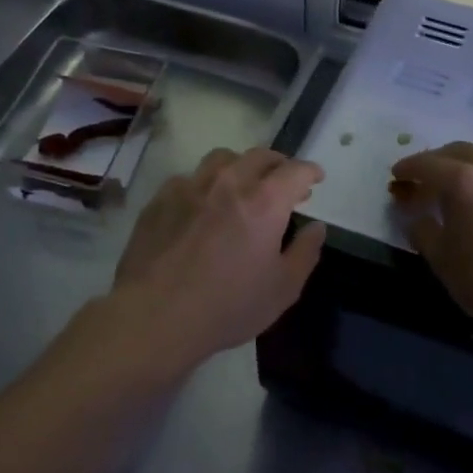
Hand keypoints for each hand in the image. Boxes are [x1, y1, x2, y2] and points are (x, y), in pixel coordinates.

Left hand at [109, 147, 326, 365]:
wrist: (156, 317)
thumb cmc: (229, 306)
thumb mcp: (283, 288)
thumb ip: (305, 252)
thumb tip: (316, 228)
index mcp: (264, 202)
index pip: (295, 171)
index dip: (310, 171)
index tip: (315, 179)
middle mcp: (228, 183)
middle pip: (259, 156)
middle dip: (278, 165)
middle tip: (283, 184)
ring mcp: (190, 188)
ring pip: (221, 159)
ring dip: (240, 167)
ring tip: (242, 186)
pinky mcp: (159, 200)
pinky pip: (188, 178)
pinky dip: (205, 184)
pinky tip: (203, 206)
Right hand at [388, 139, 472, 339]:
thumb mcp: (440, 258)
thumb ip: (423, 230)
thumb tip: (417, 217)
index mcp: (462, 182)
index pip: (428, 164)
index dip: (409, 168)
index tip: (398, 175)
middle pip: (460, 150)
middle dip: (438, 161)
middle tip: (427, 180)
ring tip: (467, 178)